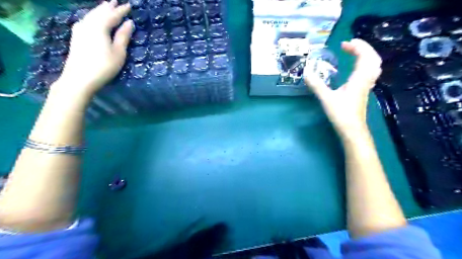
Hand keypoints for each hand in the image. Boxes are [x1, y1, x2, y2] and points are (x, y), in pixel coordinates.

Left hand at [55, 0, 133, 97]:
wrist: (79, 78)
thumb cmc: (104, 66)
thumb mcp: (119, 53)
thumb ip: (123, 36)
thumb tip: (129, 23)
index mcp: (100, 27)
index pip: (112, 15)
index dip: (121, 10)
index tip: (129, 5)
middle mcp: (88, 24)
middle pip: (99, 12)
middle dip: (108, 7)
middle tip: (116, 2)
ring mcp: (79, 30)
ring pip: (91, 15)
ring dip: (99, 10)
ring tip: (106, 7)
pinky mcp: (76, 37)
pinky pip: (86, 20)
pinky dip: (93, 16)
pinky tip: (93, 18)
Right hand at [304, 39, 382, 134]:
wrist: (352, 129)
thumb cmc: (341, 113)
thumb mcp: (326, 98)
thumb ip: (317, 85)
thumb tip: (306, 73)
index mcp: (359, 79)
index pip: (364, 56)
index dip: (357, 46)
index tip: (343, 44)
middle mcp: (366, 80)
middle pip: (373, 58)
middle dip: (363, 48)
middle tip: (349, 45)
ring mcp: (367, 86)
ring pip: (374, 65)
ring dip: (366, 55)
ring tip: (355, 53)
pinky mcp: (364, 91)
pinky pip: (370, 73)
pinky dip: (366, 64)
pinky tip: (356, 68)